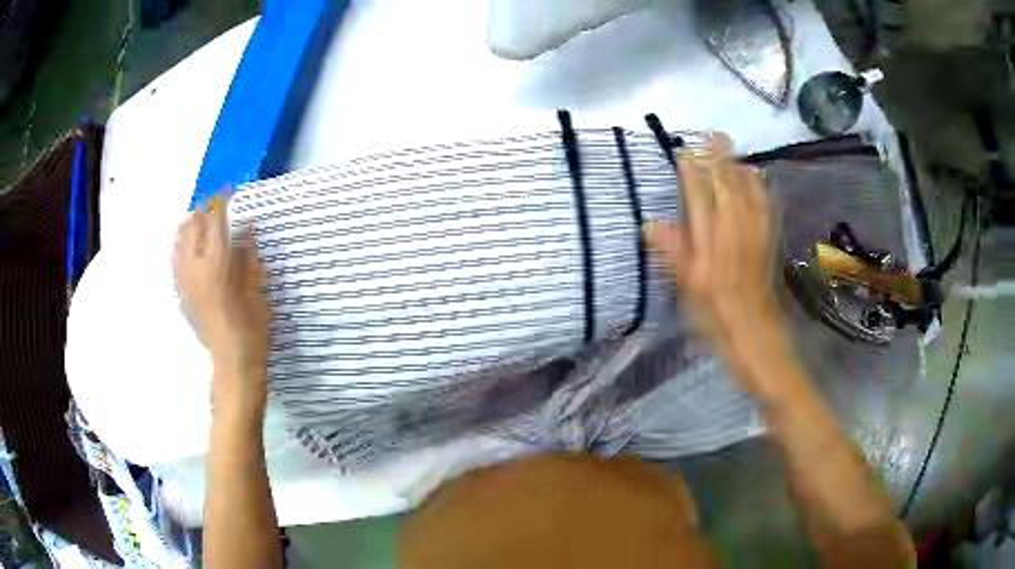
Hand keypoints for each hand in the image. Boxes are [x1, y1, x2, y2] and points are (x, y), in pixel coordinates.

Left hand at [174, 197, 271, 415]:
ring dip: (190, 226)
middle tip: (217, 207)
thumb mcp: (257, 289)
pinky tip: (190, 248)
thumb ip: (248, 256)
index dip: (222, 201)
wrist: (232, 363)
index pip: (215, 220)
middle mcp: (195, 268)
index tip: (229, 189)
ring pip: (179, 240)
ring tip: (203, 224)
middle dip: (204, 211)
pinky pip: (175, 259)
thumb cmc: (252, 328)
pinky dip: (182, 246)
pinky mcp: (180, 293)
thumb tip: (246, 230)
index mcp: (217, 264)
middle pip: (193, 225)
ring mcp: (184, 281)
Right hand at [645, 134, 783, 393]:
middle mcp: (734, 235)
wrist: (755, 339)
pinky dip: (760, 188)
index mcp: (710, 247)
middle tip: (711, 135)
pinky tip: (757, 177)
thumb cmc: (715, 321)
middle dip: (719, 160)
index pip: (699, 199)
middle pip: (727, 188)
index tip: (683, 152)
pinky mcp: (768, 243)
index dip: (691, 174)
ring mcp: (755, 237)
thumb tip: (650, 225)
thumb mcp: (687, 292)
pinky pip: (765, 207)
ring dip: (739, 167)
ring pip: (748, 193)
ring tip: (731, 148)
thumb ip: (672, 255)